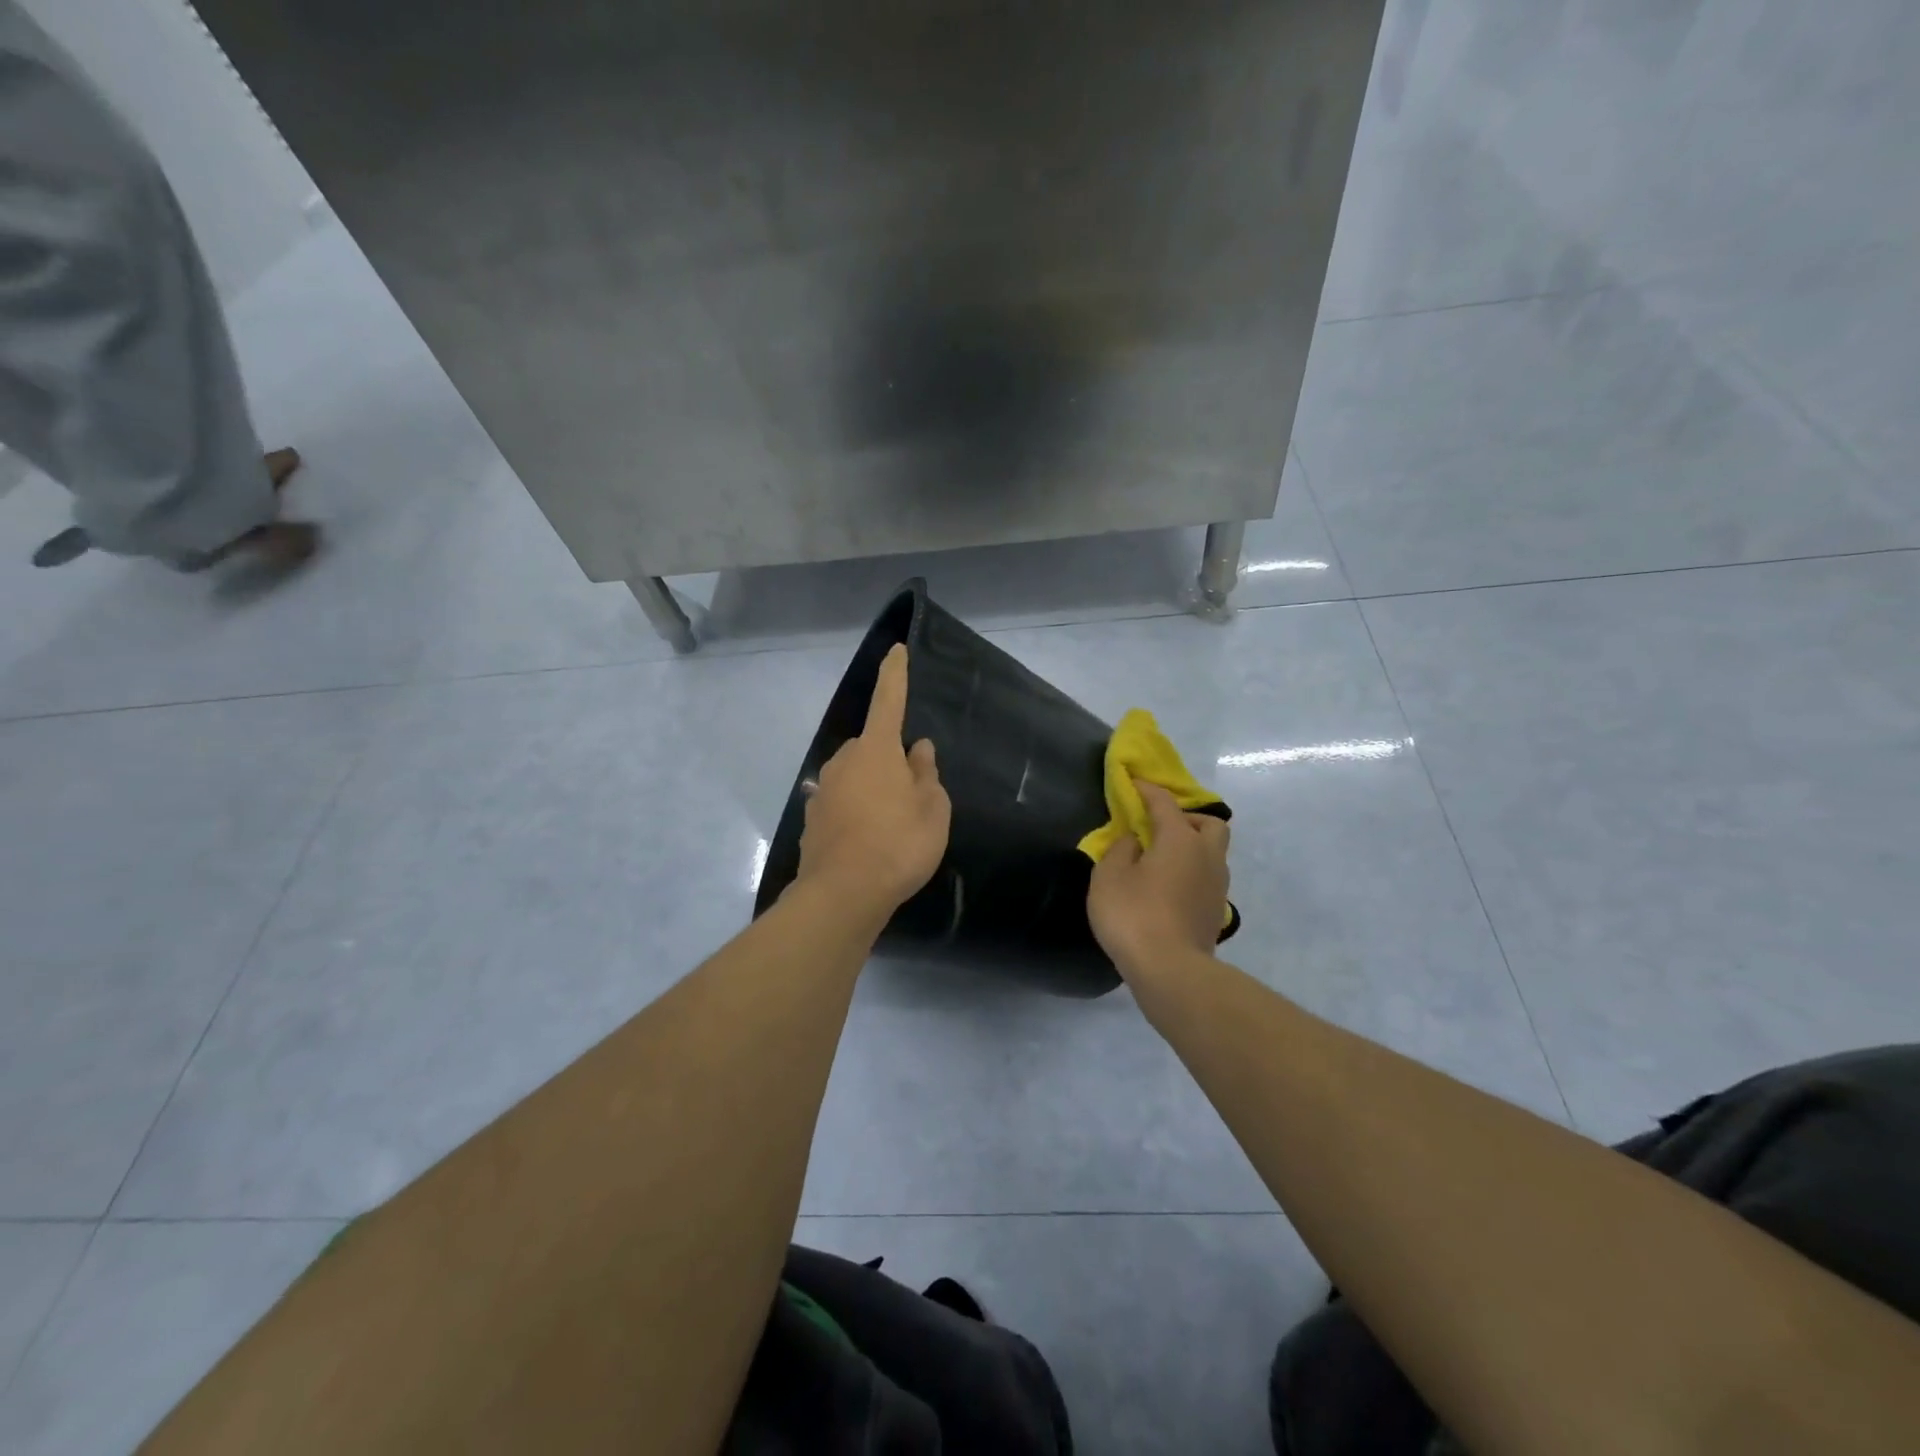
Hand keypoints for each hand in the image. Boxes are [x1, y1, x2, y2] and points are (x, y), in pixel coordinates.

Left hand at [795, 643, 950, 917]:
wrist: (843, 894)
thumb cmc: (899, 844)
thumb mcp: (932, 809)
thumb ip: (926, 774)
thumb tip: (919, 749)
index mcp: (877, 750)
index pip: (889, 700)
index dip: (895, 675)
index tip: (895, 650)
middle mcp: (845, 761)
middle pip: (873, 747)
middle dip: (890, 759)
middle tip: (913, 794)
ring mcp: (824, 790)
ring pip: (856, 777)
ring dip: (873, 789)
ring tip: (893, 825)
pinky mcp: (813, 820)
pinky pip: (843, 804)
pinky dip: (856, 814)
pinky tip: (869, 842)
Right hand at [1088, 780, 1230, 979]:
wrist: (1171, 970)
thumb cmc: (1134, 914)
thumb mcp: (1109, 876)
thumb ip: (1120, 850)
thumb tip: (1134, 842)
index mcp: (1180, 839)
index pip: (1164, 803)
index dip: (1147, 790)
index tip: (1133, 784)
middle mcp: (1207, 856)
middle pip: (1210, 823)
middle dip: (1188, 818)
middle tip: (1160, 828)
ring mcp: (1217, 886)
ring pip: (1213, 853)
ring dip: (1192, 848)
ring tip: (1162, 860)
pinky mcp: (1216, 912)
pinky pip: (1207, 879)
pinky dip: (1191, 874)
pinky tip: (1169, 888)